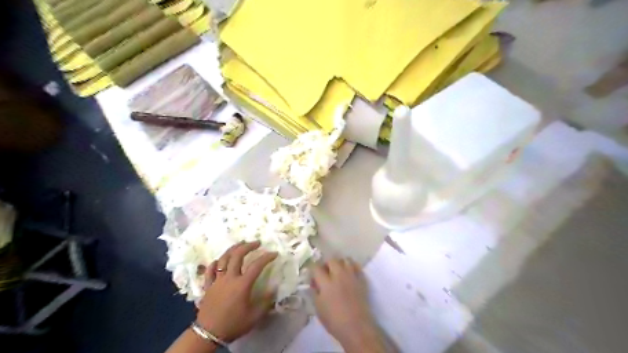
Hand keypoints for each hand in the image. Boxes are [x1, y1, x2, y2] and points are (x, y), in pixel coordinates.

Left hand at [196, 242, 275, 343]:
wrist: (209, 334)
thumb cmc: (234, 324)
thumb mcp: (255, 316)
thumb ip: (266, 302)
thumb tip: (274, 289)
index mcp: (242, 284)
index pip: (257, 265)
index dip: (267, 257)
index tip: (274, 254)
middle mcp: (229, 278)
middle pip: (238, 255)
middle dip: (248, 246)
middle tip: (257, 243)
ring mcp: (217, 280)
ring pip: (223, 259)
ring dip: (233, 249)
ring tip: (240, 244)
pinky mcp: (208, 285)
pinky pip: (210, 270)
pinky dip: (215, 263)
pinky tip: (219, 260)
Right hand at [311, 257, 390, 351]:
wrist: (357, 327)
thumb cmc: (334, 321)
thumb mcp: (318, 308)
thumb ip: (315, 292)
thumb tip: (314, 284)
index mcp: (326, 283)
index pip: (316, 267)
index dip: (313, 270)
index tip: (313, 276)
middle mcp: (339, 275)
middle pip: (331, 260)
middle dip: (326, 264)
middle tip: (325, 273)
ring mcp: (351, 276)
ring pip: (345, 260)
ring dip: (340, 263)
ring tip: (338, 272)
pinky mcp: (361, 279)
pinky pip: (356, 266)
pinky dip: (351, 267)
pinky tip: (349, 274)